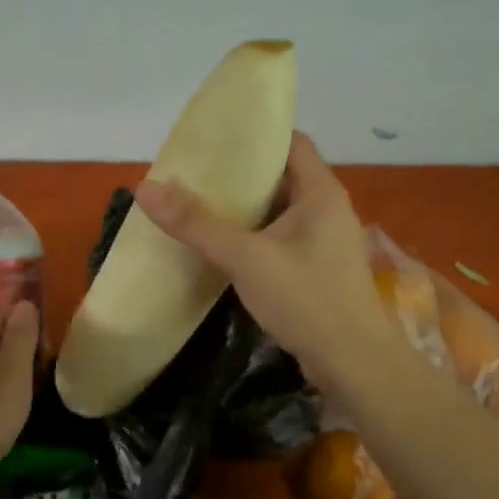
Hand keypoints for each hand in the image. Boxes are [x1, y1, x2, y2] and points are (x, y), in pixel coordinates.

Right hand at [134, 132, 402, 387]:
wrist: (354, 363)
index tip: (215, 136)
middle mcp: (327, 208)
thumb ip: (196, 224)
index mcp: (320, 192)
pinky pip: (280, 239)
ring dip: (244, 208)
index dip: (256, 134)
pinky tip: (221, 245)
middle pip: (281, 176)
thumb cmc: (307, 298)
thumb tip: (145, 188)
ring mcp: (324, 241)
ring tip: (199, 203)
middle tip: (195, 172)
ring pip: (279, 211)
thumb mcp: (246, 257)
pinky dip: (253, 236)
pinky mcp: (317, 269)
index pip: (291, 142)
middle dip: (240, 174)